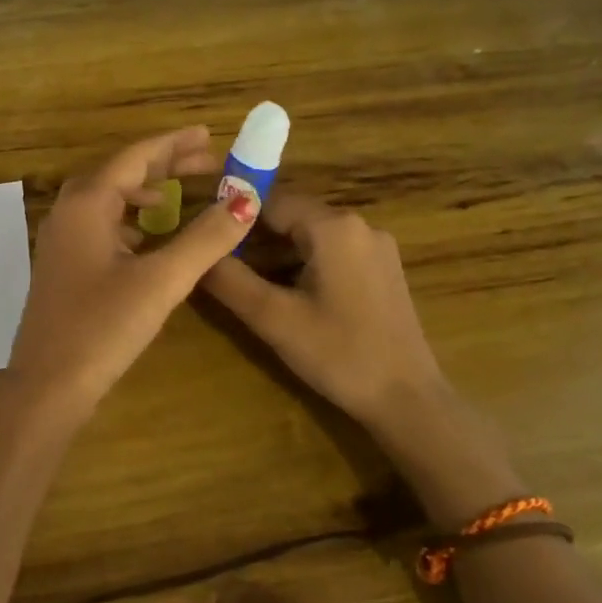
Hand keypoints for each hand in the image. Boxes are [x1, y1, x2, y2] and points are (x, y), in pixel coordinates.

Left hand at [5, 127, 258, 419]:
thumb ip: (205, 239)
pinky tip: (149, 237)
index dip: (174, 144)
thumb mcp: (161, 280)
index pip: (135, 157)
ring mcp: (62, 240)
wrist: (47, 385)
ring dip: (145, 191)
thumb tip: (246, 200)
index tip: (208, 135)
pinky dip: (130, 220)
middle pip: (120, 173)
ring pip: (108, 199)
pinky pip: (100, 225)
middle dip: (163, 164)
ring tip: (180, 193)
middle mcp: (69, 213)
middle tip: (206, 160)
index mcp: (87, 204)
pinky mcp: (64, 266)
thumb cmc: (103, 327)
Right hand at [199, 193, 449, 430]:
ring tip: (248, 285)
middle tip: (222, 268)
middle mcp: (359, 225)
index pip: (270, 202)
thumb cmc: (339, 354)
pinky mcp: (383, 270)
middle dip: (255, 239)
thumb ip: (229, 279)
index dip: (234, 219)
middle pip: (292, 218)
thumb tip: (193, 253)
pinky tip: (288, 297)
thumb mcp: (273, 317)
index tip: (206, 241)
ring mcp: (376, 248)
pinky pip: (332, 253)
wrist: (407, 400)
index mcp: (334, 226)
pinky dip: (304, 266)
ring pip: (311, 237)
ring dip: (277, 255)